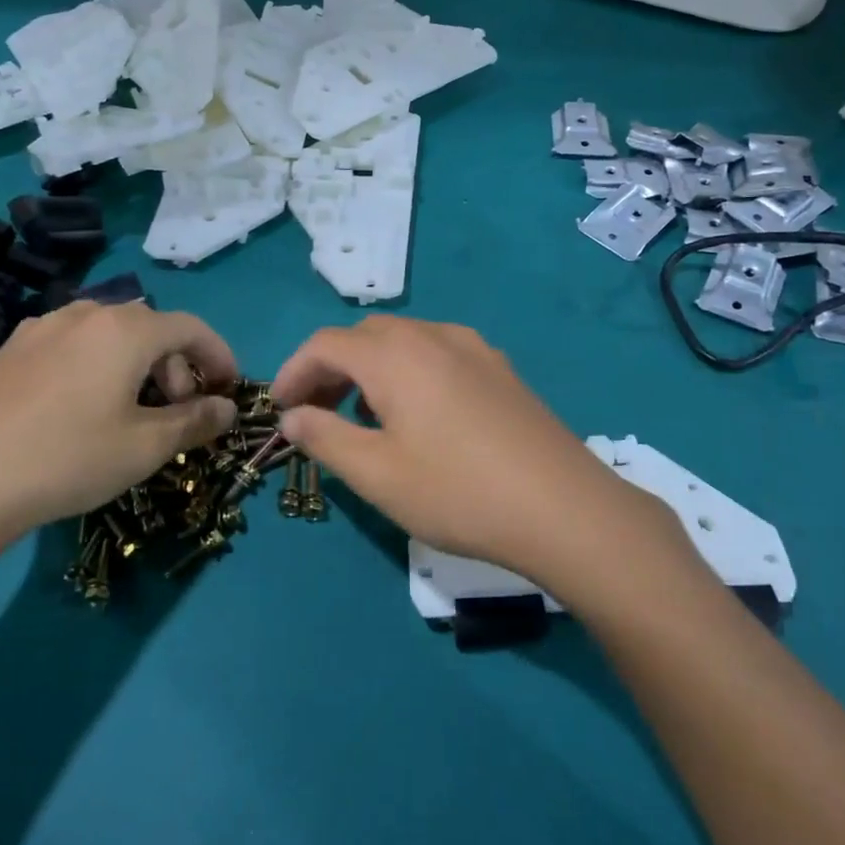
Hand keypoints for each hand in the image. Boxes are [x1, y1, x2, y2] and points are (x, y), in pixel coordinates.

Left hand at [0, 302, 237, 581]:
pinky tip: (84, 410)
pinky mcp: (9, 351)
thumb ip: (196, 421)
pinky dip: (100, 367)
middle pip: (151, 329)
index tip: (230, 390)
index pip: (192, 328)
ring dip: (139, 366)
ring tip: (134, 411)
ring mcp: (40, 329)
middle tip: (181, 413)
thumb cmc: (68, 459)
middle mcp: (85, 315)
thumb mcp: (146, 446)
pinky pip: (73, 346)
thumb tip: (227, 408)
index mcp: (126, 329)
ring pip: (110, 336)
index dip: (220, 356)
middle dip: (179, 367)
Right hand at [272, 317, 689, 607]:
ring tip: (364, 417)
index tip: (280, 410)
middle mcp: (434, 336)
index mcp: (395, 355)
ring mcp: (475, 349)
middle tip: (317, 413)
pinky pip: (439, 354)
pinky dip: (410, 372)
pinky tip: (420, 416)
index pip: (326, 344)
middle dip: (331, 368)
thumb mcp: (377, 474)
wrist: (565, 508)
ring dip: (371, 369)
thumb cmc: (458, 492)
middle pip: (365, 336)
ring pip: (405, 342)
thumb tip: (293, 416)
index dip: (293, 372)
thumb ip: (325, 438)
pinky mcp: (502, 370)